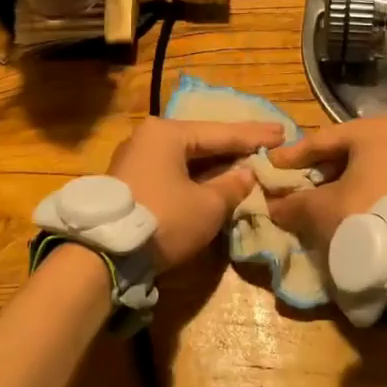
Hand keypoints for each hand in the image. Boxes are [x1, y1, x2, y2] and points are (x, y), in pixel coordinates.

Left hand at [107, 117, 285, 269]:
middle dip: (234, 146)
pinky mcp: (128, 183)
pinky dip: (195, 175)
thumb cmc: (163, 219)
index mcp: (167, 133)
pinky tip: (214, 178)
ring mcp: (134, 159)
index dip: (254, 136)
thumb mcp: (208, 205)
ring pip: (185, 158)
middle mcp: (147, 138)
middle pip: (201, 141)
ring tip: (245, 160)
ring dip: (214, 163)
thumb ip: (232, 186)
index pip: (221, 133)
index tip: (283, 133)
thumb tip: (247, 175)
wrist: (103, 254)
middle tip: (267, 143)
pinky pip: (171, 172)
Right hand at [266, 115, 386, 249]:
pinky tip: (350, 207)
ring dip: (345, 179)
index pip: (323, 140)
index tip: (271, 166)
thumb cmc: (365, 217)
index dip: (293, 156)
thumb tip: (272, 205)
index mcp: (377, 129)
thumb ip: (292, 202)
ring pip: (372, 165)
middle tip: (297, 182)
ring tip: (321, 198)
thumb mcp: (320, 209)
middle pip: (350, 149)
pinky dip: (367, 189)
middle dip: (321, 167)